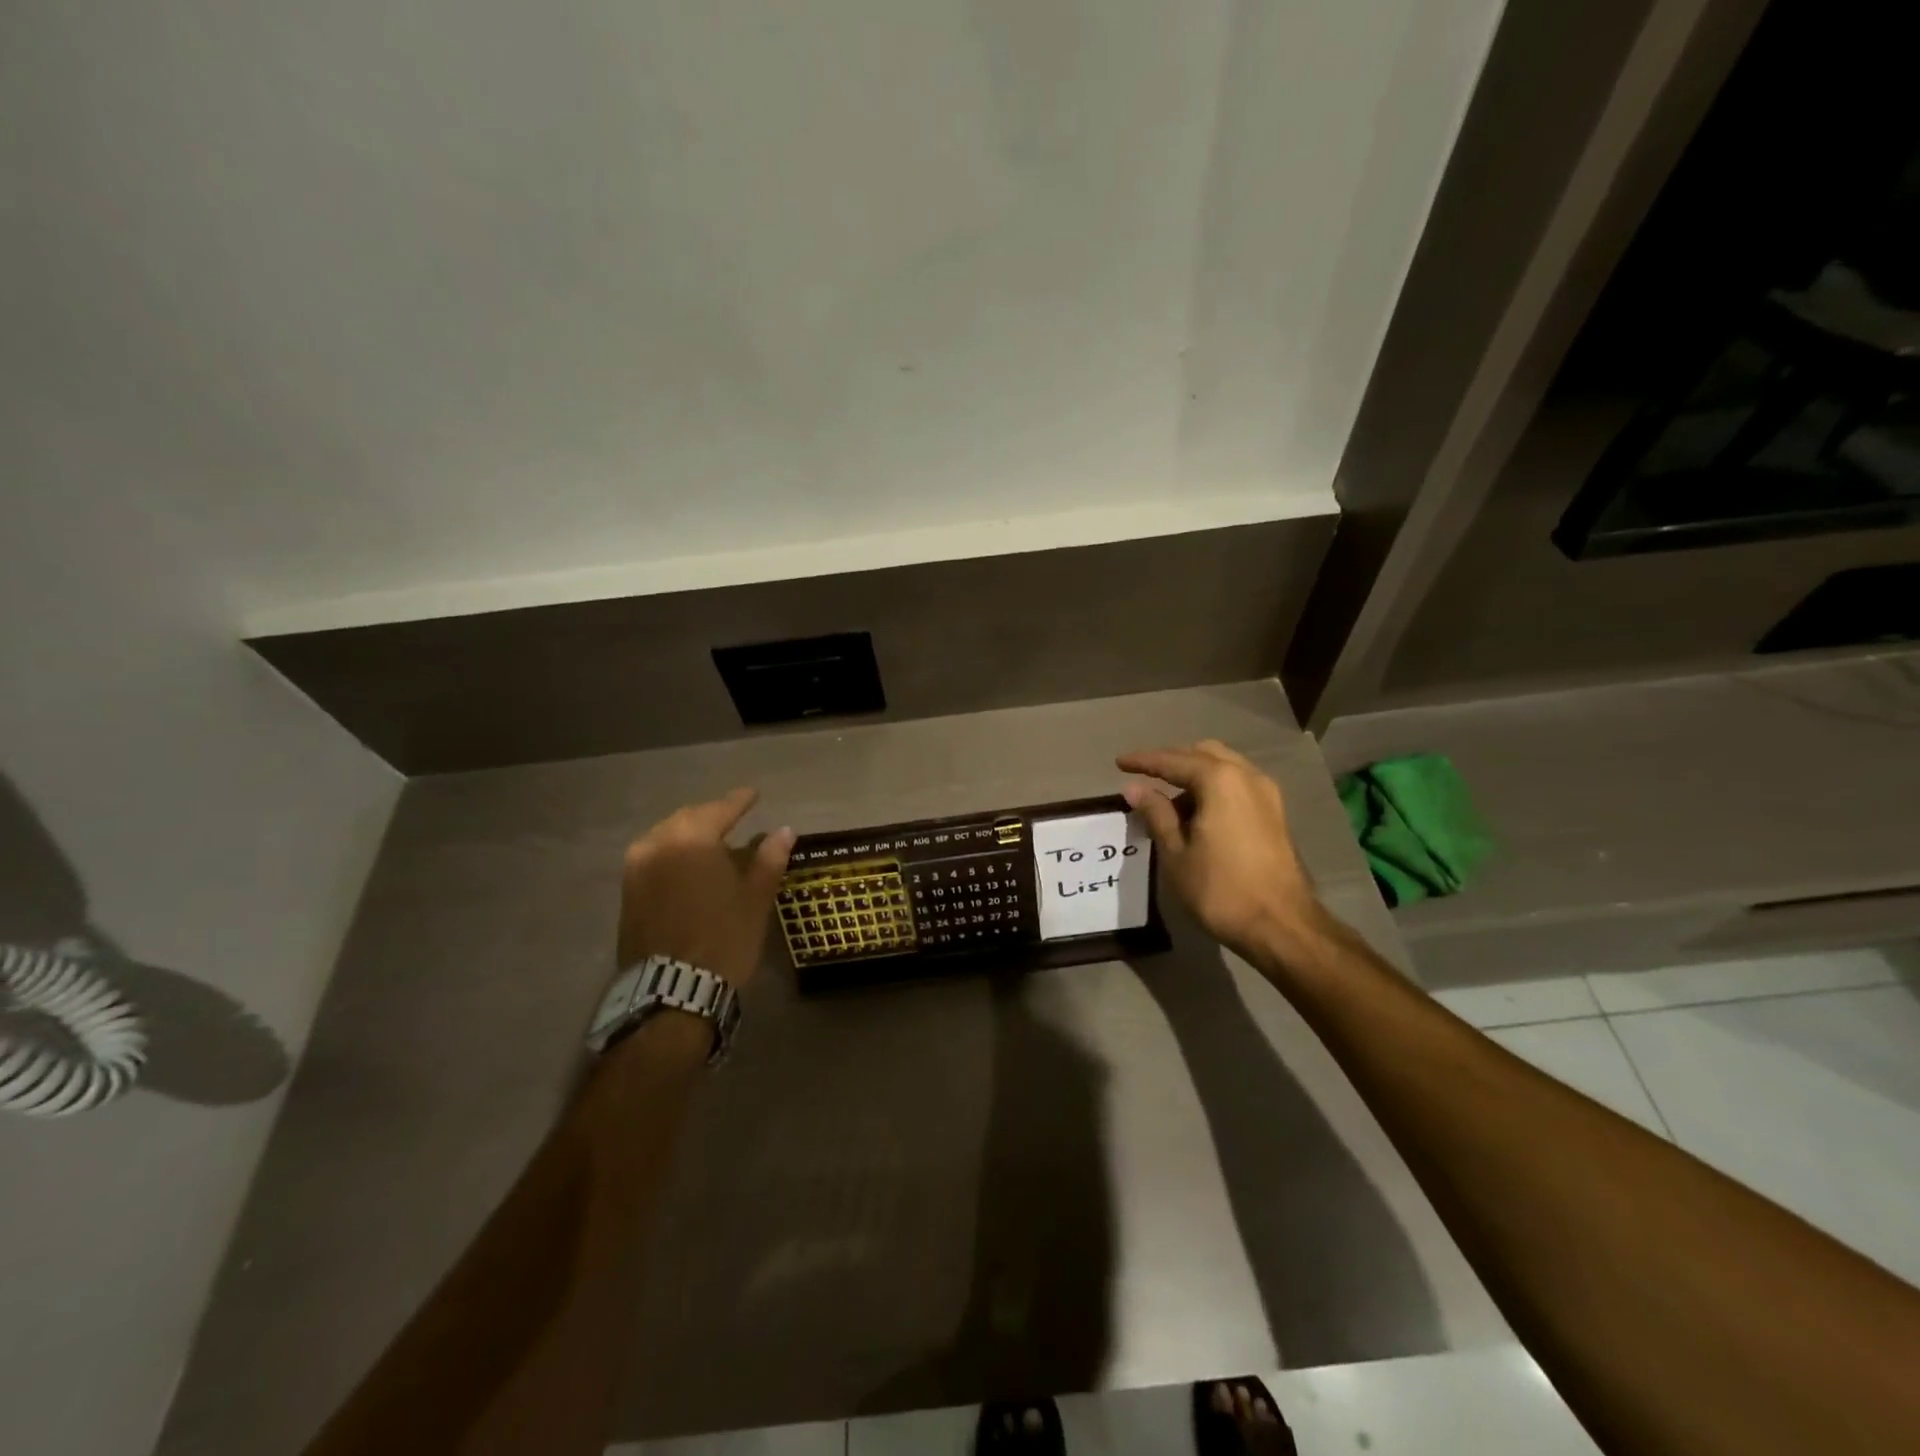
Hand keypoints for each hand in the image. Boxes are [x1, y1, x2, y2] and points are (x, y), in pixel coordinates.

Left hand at [616, 789, 794, 986]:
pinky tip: (689, 866)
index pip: (719, 810)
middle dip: (712, 816)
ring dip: (690, 835)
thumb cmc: (723, 939)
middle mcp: (657, 844)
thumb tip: (784, 831)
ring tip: (712, 841)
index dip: (739, 801)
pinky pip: (654, 858)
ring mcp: (636, 869)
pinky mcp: (628, 894)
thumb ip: (768, 859)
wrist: (671, 991)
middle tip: (733, 816)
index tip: (754, 794)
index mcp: (691, 839)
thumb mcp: (755, 899)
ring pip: (666, 837)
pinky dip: (674, 855)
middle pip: (688, 819)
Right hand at [1117, 740, 1327, 959]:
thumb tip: (1135, 788)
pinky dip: (1214, 790)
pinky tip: (1196, 815)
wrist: (1282, 926)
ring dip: (1194, 777)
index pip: (1173, 761)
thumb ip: (1156, 814)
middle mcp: (1247, 776)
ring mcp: (1267, 794)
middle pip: (1203, 754)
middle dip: (1173, 762)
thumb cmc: (1220, 889)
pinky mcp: (1275, 814)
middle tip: (1145, 778)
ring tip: (1168, 804)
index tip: (1119, 763)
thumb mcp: (1176, 853)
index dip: (1143, 761)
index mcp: (1220, 780)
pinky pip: (1238, 786)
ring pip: (1224, 769)